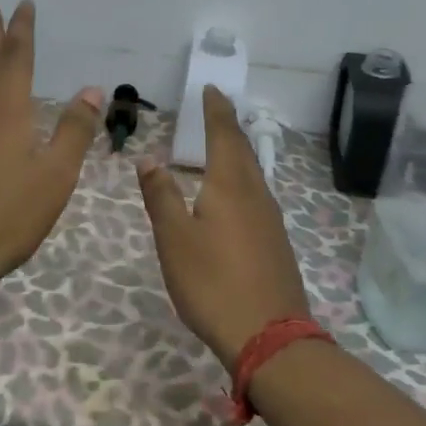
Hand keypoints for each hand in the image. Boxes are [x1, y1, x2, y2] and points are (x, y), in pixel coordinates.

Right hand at [136, 85, 311, 368]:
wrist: (269, 337)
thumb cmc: (213, 283)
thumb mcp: (174, 239)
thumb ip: (161, 196)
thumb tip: (149, 159)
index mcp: (230, 186)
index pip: (223, 135)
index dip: (216, 110)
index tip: (212, 89)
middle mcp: (256, 195)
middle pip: (243, 151)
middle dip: (228, 127)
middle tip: (216, 109)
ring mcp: (271, 220)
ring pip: (253, 174)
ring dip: (237, 153)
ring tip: (223, 146)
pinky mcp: (276, 243)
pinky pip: (257, 196)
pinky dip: (243, 180)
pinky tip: (235, 196)